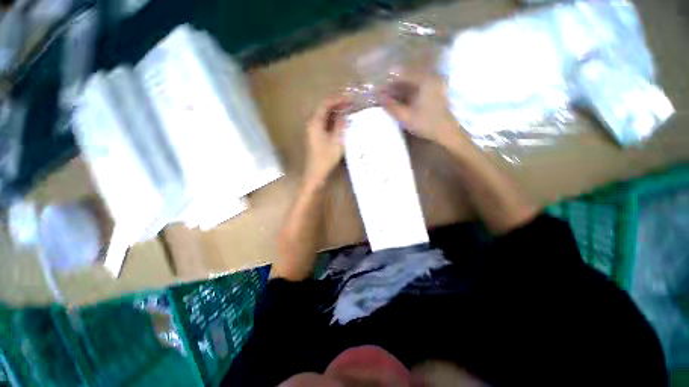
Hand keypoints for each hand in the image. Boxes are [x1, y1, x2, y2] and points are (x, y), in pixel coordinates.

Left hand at [304, 97, 350, 185]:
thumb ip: (341, 125)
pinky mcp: (316, 136)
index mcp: (315, 122)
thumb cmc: (326, 158)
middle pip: (324, 108)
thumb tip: (345, 114)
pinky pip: (325, 124)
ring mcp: (313, 130)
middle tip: (351, 104)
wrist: (316, 173)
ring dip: (336, 113)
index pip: (326, 104)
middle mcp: (312, 123)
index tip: (350, 98)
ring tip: (348, 111)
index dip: (338, 99)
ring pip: (325, 116)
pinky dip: (333, 121)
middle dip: (337, 104)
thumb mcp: (337, 141)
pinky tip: (342, 123)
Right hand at [381, 75, 464, 145]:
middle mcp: (430, 78)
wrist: (446, 132)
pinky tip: (399, 101)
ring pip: (412, 83)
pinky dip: (407, 93)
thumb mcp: (406, 116)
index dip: (389, 81)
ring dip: (399, 90)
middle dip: (393, 86)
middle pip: (407, 77)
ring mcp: (433, 84)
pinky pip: (417, 88)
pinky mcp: (434, 91)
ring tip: (388, 99)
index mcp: (425, 80)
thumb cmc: (426, 123)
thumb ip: (391, 106)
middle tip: (382, 95)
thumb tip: (379, 97)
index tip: (378, 89)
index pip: (403, 74)